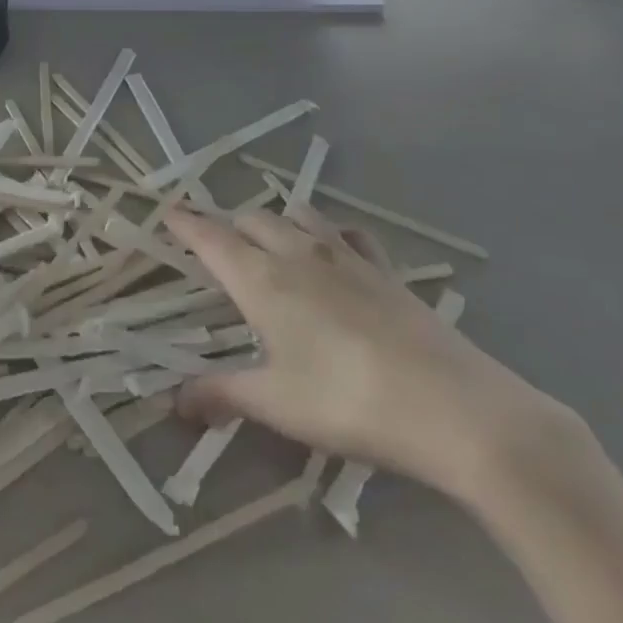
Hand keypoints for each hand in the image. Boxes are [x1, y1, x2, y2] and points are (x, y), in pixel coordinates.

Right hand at [166, 206, 564, 503]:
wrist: (456, 409)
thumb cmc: (348, 403)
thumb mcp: (276, 404)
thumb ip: (222, 395)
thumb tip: (176, 402)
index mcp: (262, 279)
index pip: (210, 237)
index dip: (185, 222)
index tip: (166, 212)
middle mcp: (298, 254)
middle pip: (251, 217)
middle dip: (227, 224)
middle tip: (216, 247)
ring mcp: (347, 257)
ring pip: (298, 214)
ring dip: (275, 219)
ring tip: (269, 242)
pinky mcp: (386, 271)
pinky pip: (348, 234)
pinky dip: (329, 232)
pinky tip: (334, 253)